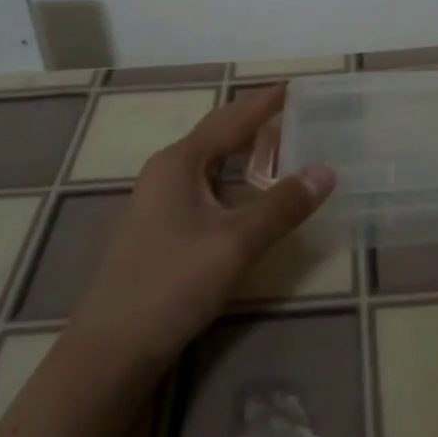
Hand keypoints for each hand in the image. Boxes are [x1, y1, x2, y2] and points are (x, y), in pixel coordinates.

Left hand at [78, 84, 335, 362]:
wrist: (110, 349)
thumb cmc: (173, 284)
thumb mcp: (236, 243)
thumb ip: (283, 205)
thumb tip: (327, 170)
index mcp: (180, 161)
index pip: (232, 118)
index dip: (265, 102)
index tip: (296, 86)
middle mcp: (167, 170)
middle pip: (218, 134)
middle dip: (255, 121)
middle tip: (295, 113)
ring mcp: (159, 200)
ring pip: (210, 161)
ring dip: (244, 150)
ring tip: (280, 145)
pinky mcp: (160, 226)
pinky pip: (204, 185)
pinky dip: (232, 177)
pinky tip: (248, 193)